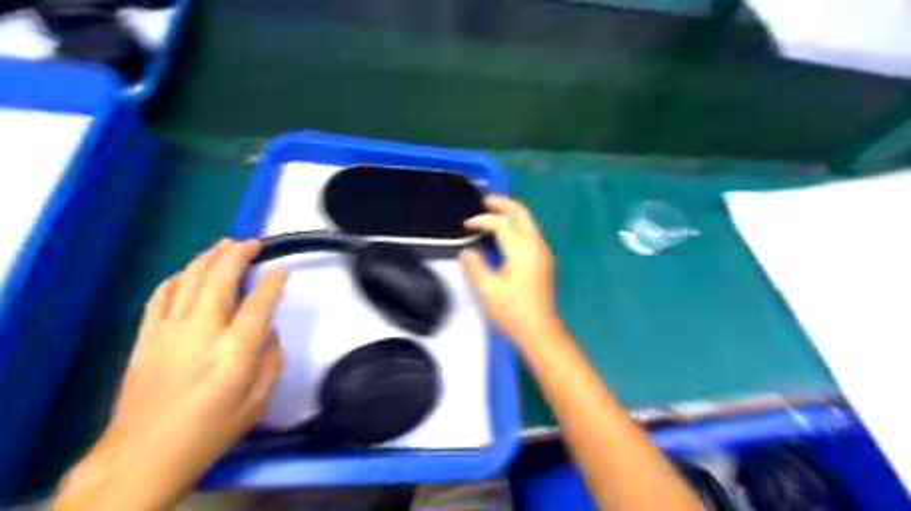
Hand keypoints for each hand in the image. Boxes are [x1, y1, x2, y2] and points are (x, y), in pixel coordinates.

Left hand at [57, 240, 287, 510]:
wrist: (143, 455)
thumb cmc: (210, 430)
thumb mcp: (258, 401)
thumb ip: (270, 360)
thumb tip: (268, 332)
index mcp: (235, 349)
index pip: (259, 301)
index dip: (273, 281)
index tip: (281, 271)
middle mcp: (203, 330)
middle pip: (220, 278)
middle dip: (239, 254)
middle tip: (253, 243)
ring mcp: (170, 330)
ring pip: (189, 279)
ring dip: (209, 257)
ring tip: (225, 245)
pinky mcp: (146, 336)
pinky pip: (161, 295)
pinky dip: (177, 277)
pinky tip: (188, 272)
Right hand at [464, 196, 555, 342]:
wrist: (538, 329)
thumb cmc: (513, 311)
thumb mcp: (488, 290)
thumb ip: (475, 267)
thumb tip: (467, 252)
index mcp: (522, 251)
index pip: (502, 224)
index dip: (482, 220)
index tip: (466, 225)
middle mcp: (535, 246)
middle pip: (521, 214)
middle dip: (503, 204)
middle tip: (485, 200)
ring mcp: (542, 252)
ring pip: (528, 222)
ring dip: (510, 213)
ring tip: (492, 211)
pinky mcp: (542, 260)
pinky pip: (529, 232)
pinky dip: (515, 224)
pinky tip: (504, 232)